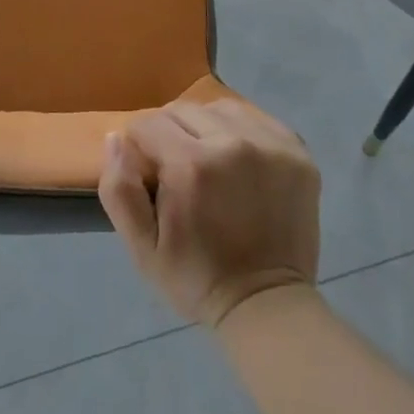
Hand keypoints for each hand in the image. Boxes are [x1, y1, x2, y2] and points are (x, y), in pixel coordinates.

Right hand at [98, 99, 319, 327]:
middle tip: (177, 170)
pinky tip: (239, 161)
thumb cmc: (197, 278)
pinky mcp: (297, 151)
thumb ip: (119, 189)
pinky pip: (256, 119)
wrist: (267, 305)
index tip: (148, 174)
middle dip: (170, 134)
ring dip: (206, 127)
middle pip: (183, 110)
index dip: (140, 146)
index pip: (148, 123)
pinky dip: (241, 132)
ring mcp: (270, 144)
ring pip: (219, 108)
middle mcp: (232, 142)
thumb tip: (115, 137)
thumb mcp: (142, 247)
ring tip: (208, 161)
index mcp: (191, 164)